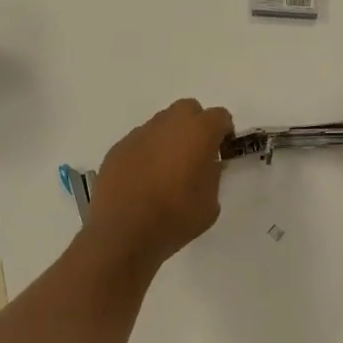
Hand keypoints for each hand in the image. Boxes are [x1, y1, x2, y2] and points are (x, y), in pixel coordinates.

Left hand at [84, 98, 233, 264]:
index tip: (222, 152)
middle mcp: (169, 124)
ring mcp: (140, 133)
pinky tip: (143, 179)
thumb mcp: (211, 203)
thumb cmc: (175, 218)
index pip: (219, 116)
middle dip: (195, 125)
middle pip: (188, 109)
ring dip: (169, 138)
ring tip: (166, 170)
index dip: (223, 132)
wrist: (123, 232)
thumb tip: (205, 165)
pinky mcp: (118, 147)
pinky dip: (146, 152)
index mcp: (198, 133)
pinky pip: (140, 141)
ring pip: (161, 124)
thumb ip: (212, 175)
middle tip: (195, 154)